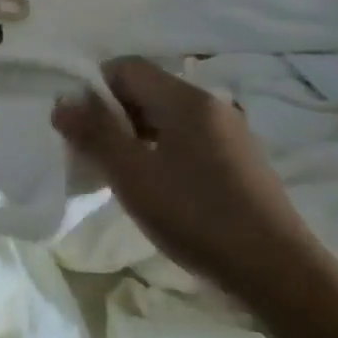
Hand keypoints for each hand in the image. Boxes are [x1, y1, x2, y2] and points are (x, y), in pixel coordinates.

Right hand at [52, 57, 337, 310]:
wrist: (276, 270)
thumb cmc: (196, 215)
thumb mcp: (132, 175)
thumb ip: (94, 133)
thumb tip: (62, 102)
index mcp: (186, 100)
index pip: (126, 67)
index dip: (93, 89)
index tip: (78, 127)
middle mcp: (210, 106)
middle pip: (145, 90)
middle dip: (110, 115)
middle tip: (90, 154)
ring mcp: (229, 133)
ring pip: (164, 117)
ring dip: (132, 136)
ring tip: (118, 175)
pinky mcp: (237, 161)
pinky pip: (185, 139)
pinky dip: (158, 152)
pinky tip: (153, 188)